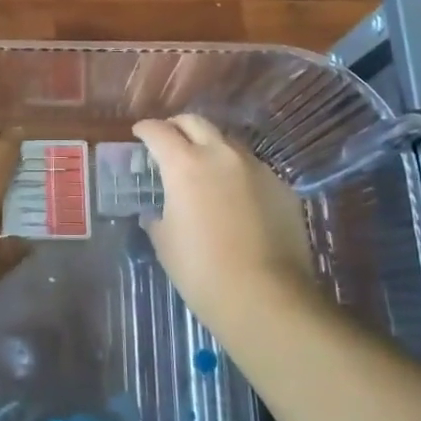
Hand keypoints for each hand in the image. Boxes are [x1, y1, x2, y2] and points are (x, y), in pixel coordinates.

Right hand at [132, 115, 319, 337]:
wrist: (268, 297)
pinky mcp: (281, 186)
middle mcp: (221, 155)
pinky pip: (252, 169)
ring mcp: (256, 168)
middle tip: (168, 141)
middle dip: (178, 127)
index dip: (145, 130)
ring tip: (203, 169)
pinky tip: (234, 197)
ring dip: (210, 147)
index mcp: (184, 165)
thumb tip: (156, 214)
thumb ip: (157, 218)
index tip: (139, 133)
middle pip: (196, 123)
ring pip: (227, 143)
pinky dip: (236, 173)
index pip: (159, 131)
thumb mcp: (165, 244)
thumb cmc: (202, 271)